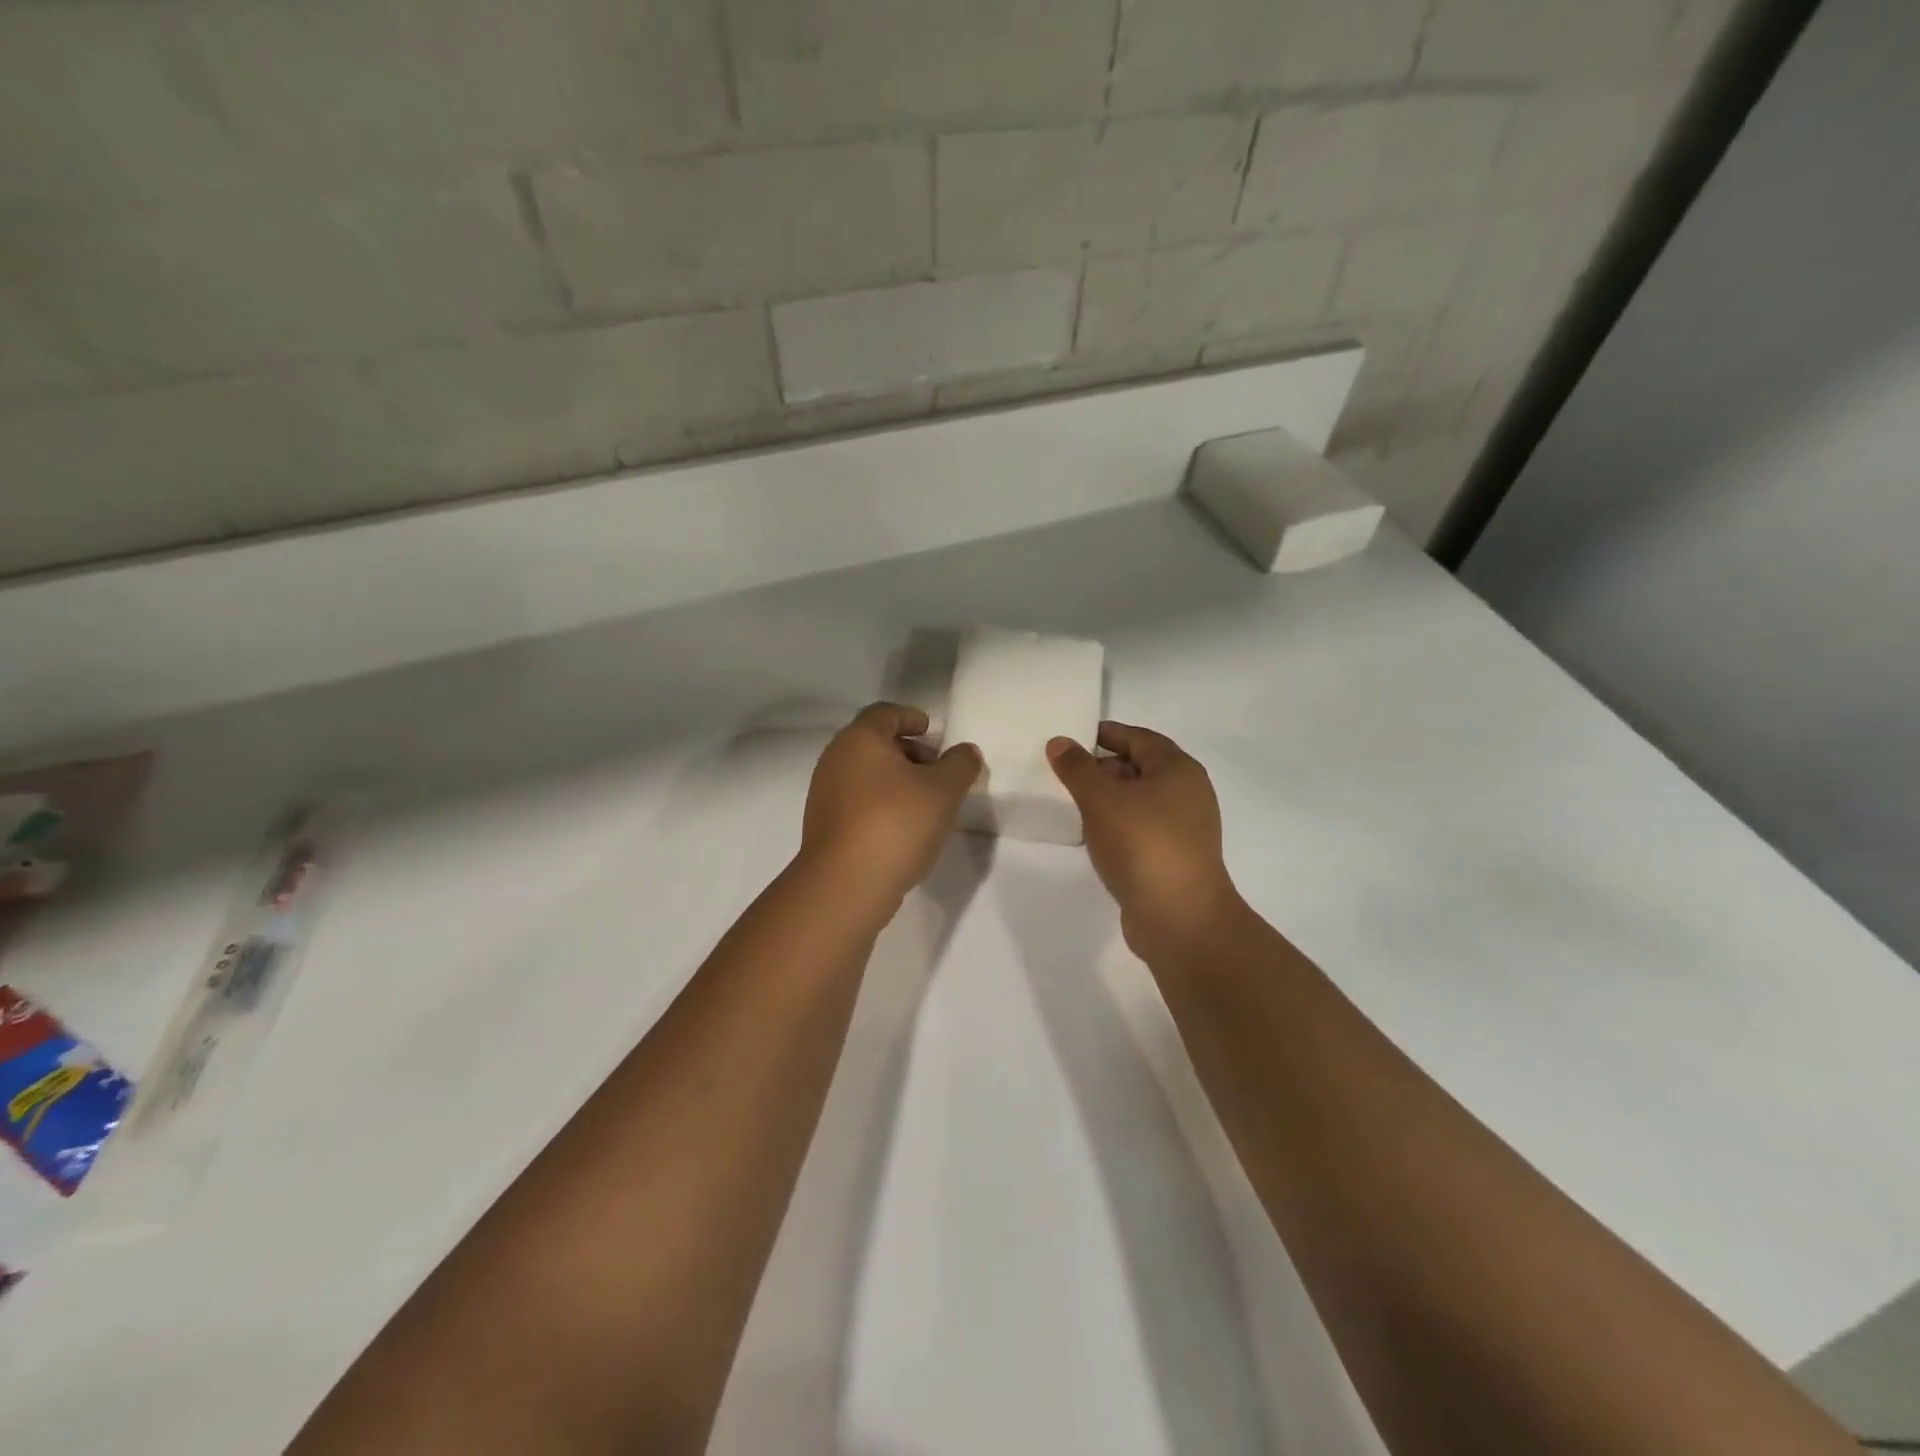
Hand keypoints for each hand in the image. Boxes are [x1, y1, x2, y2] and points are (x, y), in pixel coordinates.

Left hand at [799, 703, 981, 909]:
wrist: (845, 885)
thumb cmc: (896, 824)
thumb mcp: (943, 791)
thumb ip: (960, 764)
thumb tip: (965, 751)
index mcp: (860, 739)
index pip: (886, 712)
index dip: (912, 717)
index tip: (933, 733)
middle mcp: (835, 758)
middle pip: (874, 742)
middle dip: (908, 751)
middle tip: (936, 770)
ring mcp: (825, 792)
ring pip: (865, 773)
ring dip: (895, 779)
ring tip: (925, 803)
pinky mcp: (824, 824)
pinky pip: (857, 800)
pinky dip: (880, 802)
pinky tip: (902, 827)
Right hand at [1048, 722, 1243, 955]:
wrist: (1180, 918)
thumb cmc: (1142, 845)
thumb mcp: (1101, 799)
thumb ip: (1077, 768)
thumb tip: (1059, 742)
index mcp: (1178, 769)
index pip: (1139, 738)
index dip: (1106, 733)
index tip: (1073, 736)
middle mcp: (1188, 793)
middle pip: (1141, 767)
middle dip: (1103, 767)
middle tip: (1066, 773)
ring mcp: (1185, 828)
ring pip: (1140, 801)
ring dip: (1109, 799)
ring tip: (1073, 804)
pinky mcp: (1175, 857)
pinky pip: (1142, 828)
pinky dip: (1118, 825)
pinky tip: (1094, 836)